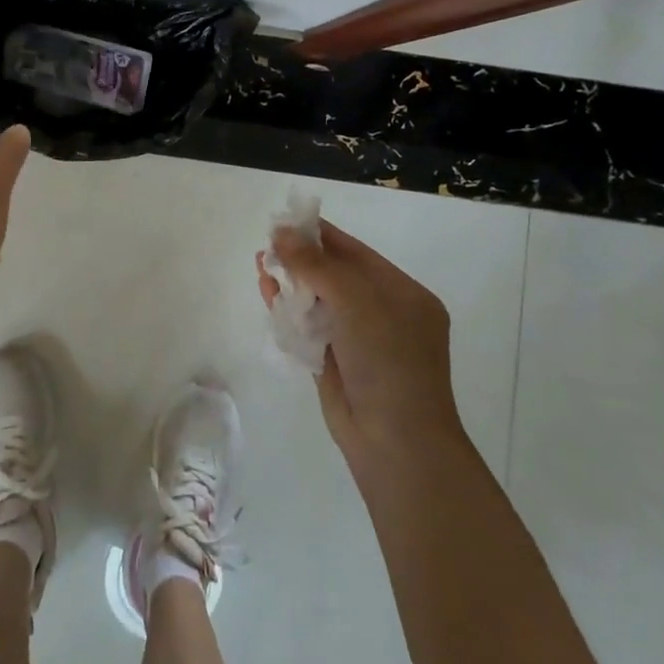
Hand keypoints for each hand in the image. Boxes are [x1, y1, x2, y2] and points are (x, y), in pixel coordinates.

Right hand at [256, 219, 464, 479]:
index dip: (320, 235)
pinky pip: (309, 327)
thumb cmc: (388, 360)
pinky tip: (267, 290)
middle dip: (301, 258)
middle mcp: (383, 314)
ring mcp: (359, 341)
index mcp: (403, 295)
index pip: (356, 254)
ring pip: (319, 300)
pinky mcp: (335, 363)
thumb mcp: (356, 301)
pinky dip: (289, 309)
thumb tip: (280, 232)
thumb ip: (316, 264)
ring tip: (260, 261)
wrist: (396, 443)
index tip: (286, 219)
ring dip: (291, 281)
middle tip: (267, 242)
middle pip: (335, 275)